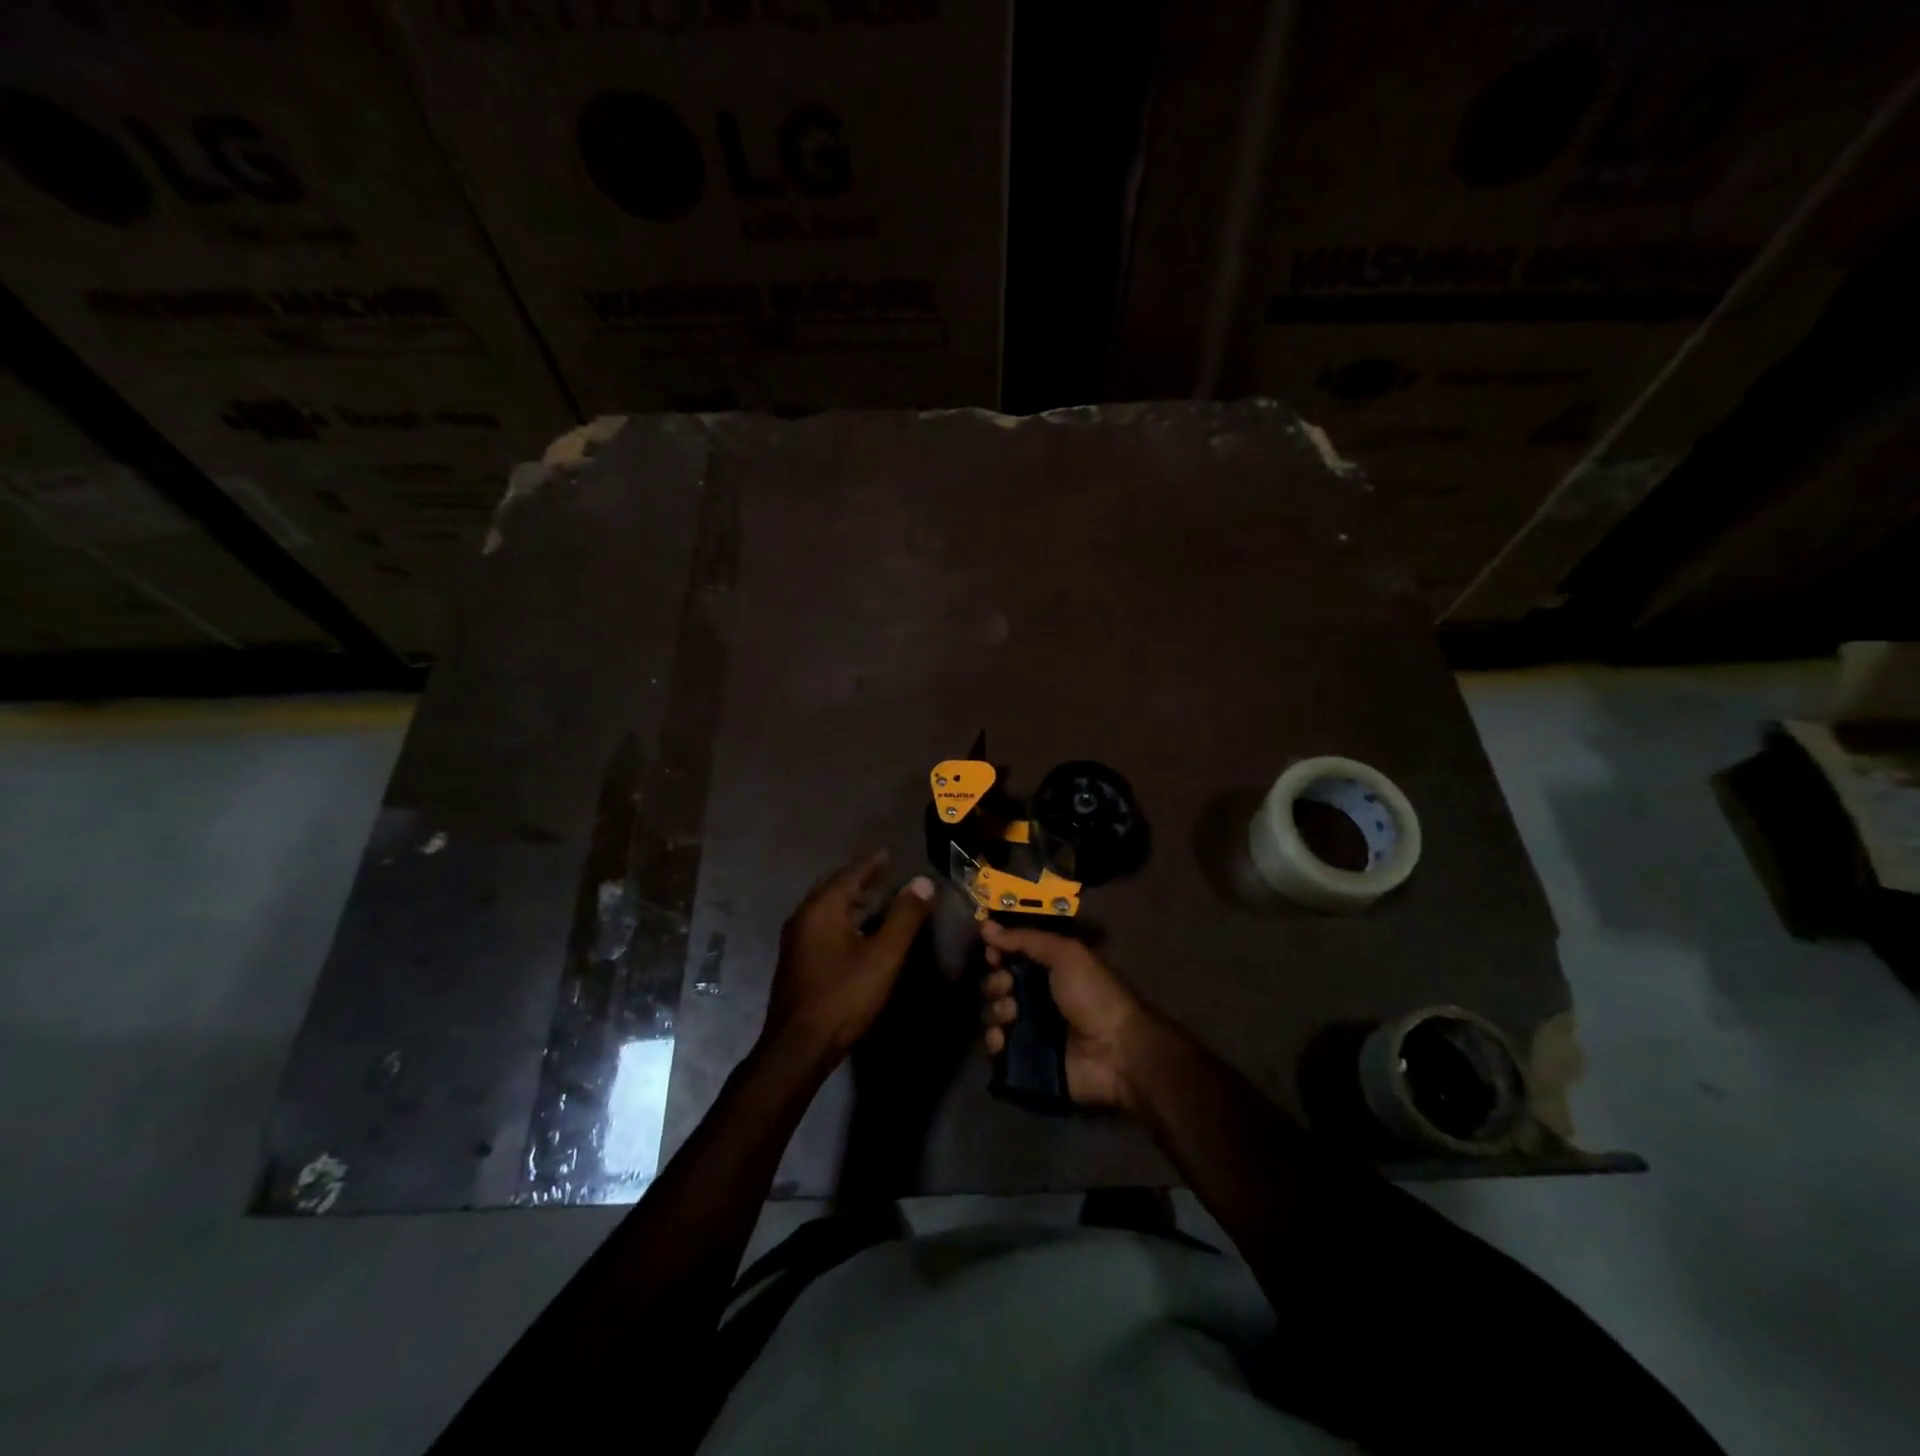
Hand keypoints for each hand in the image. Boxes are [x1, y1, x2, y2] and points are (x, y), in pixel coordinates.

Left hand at [762, 853, 934, 1065]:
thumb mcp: (884, 955)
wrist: (798, 1046)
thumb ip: (904, 916)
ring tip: (872, 899)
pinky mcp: (794, 962)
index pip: (850, 874)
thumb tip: (922, 881)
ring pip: (824, 908)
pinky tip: (853, 933)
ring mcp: (795, 941)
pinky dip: (838, 918)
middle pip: (832, 887)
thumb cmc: (844, 995)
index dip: (871, 864)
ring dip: (847, 899)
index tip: (887, 854)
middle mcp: (803, 917)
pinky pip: (819, 925)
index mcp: (822, 908)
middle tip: (881, 873)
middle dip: (856, 878)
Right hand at [978, 922, 1147, 1109]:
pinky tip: (1002, 1039)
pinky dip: (994, 1041)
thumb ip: (1025, 939)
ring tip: (1012, 1014)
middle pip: (997, 984)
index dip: (998, 953)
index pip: (1011, 956)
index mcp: (1047, 968)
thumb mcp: (1065, 954)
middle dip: (995, 983)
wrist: (1114, 1051)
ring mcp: (1029, 1028)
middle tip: (1008, 987)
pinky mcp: (1024, 1058)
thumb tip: (985, 924)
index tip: (992, 954)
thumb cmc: (1092, 995)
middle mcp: (1036, 996)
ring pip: (993, 1014)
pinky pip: (996, 1047)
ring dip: (996, 1010)